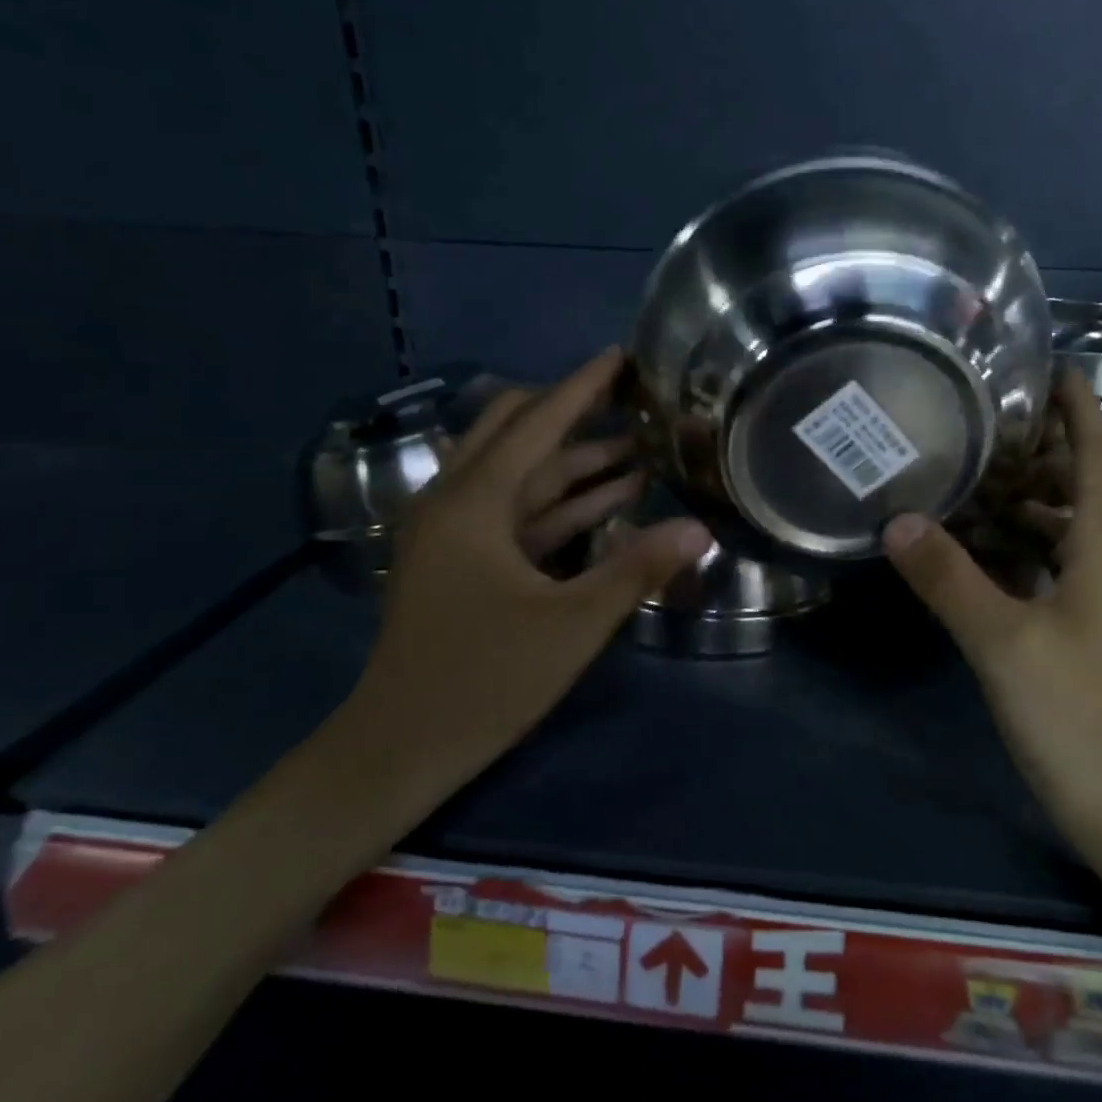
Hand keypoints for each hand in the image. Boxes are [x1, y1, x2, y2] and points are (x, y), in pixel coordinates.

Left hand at [344, 349, 710, 822]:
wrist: (401, 746)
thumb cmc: (483, 681)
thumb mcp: (572, 624)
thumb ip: (637, 570)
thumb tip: (700, 528)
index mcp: (474, 502)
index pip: (537, 424)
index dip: (583, 387)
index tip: (622, 356)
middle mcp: (456, 501)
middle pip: (516, 434)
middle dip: (574, 414)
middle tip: (631, 399)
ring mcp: (455, 532)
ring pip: (521, 477)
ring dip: (576, 464)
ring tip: (639, 449)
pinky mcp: (463, 561)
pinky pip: (517, 515)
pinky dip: (561, 505)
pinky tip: (609, 501)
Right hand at [882, 370, 1101, 856]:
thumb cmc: (1082, 717)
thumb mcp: (1003, 643)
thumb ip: (948, 578)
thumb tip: (897, 520)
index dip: (1079, 408)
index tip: (1047, 369)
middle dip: (1059, 448)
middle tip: (999, 430)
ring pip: (1089, 527)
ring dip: (1047, 498)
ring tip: (988, 484)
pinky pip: (1077, 565)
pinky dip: (1041, 545)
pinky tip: (997, 556)